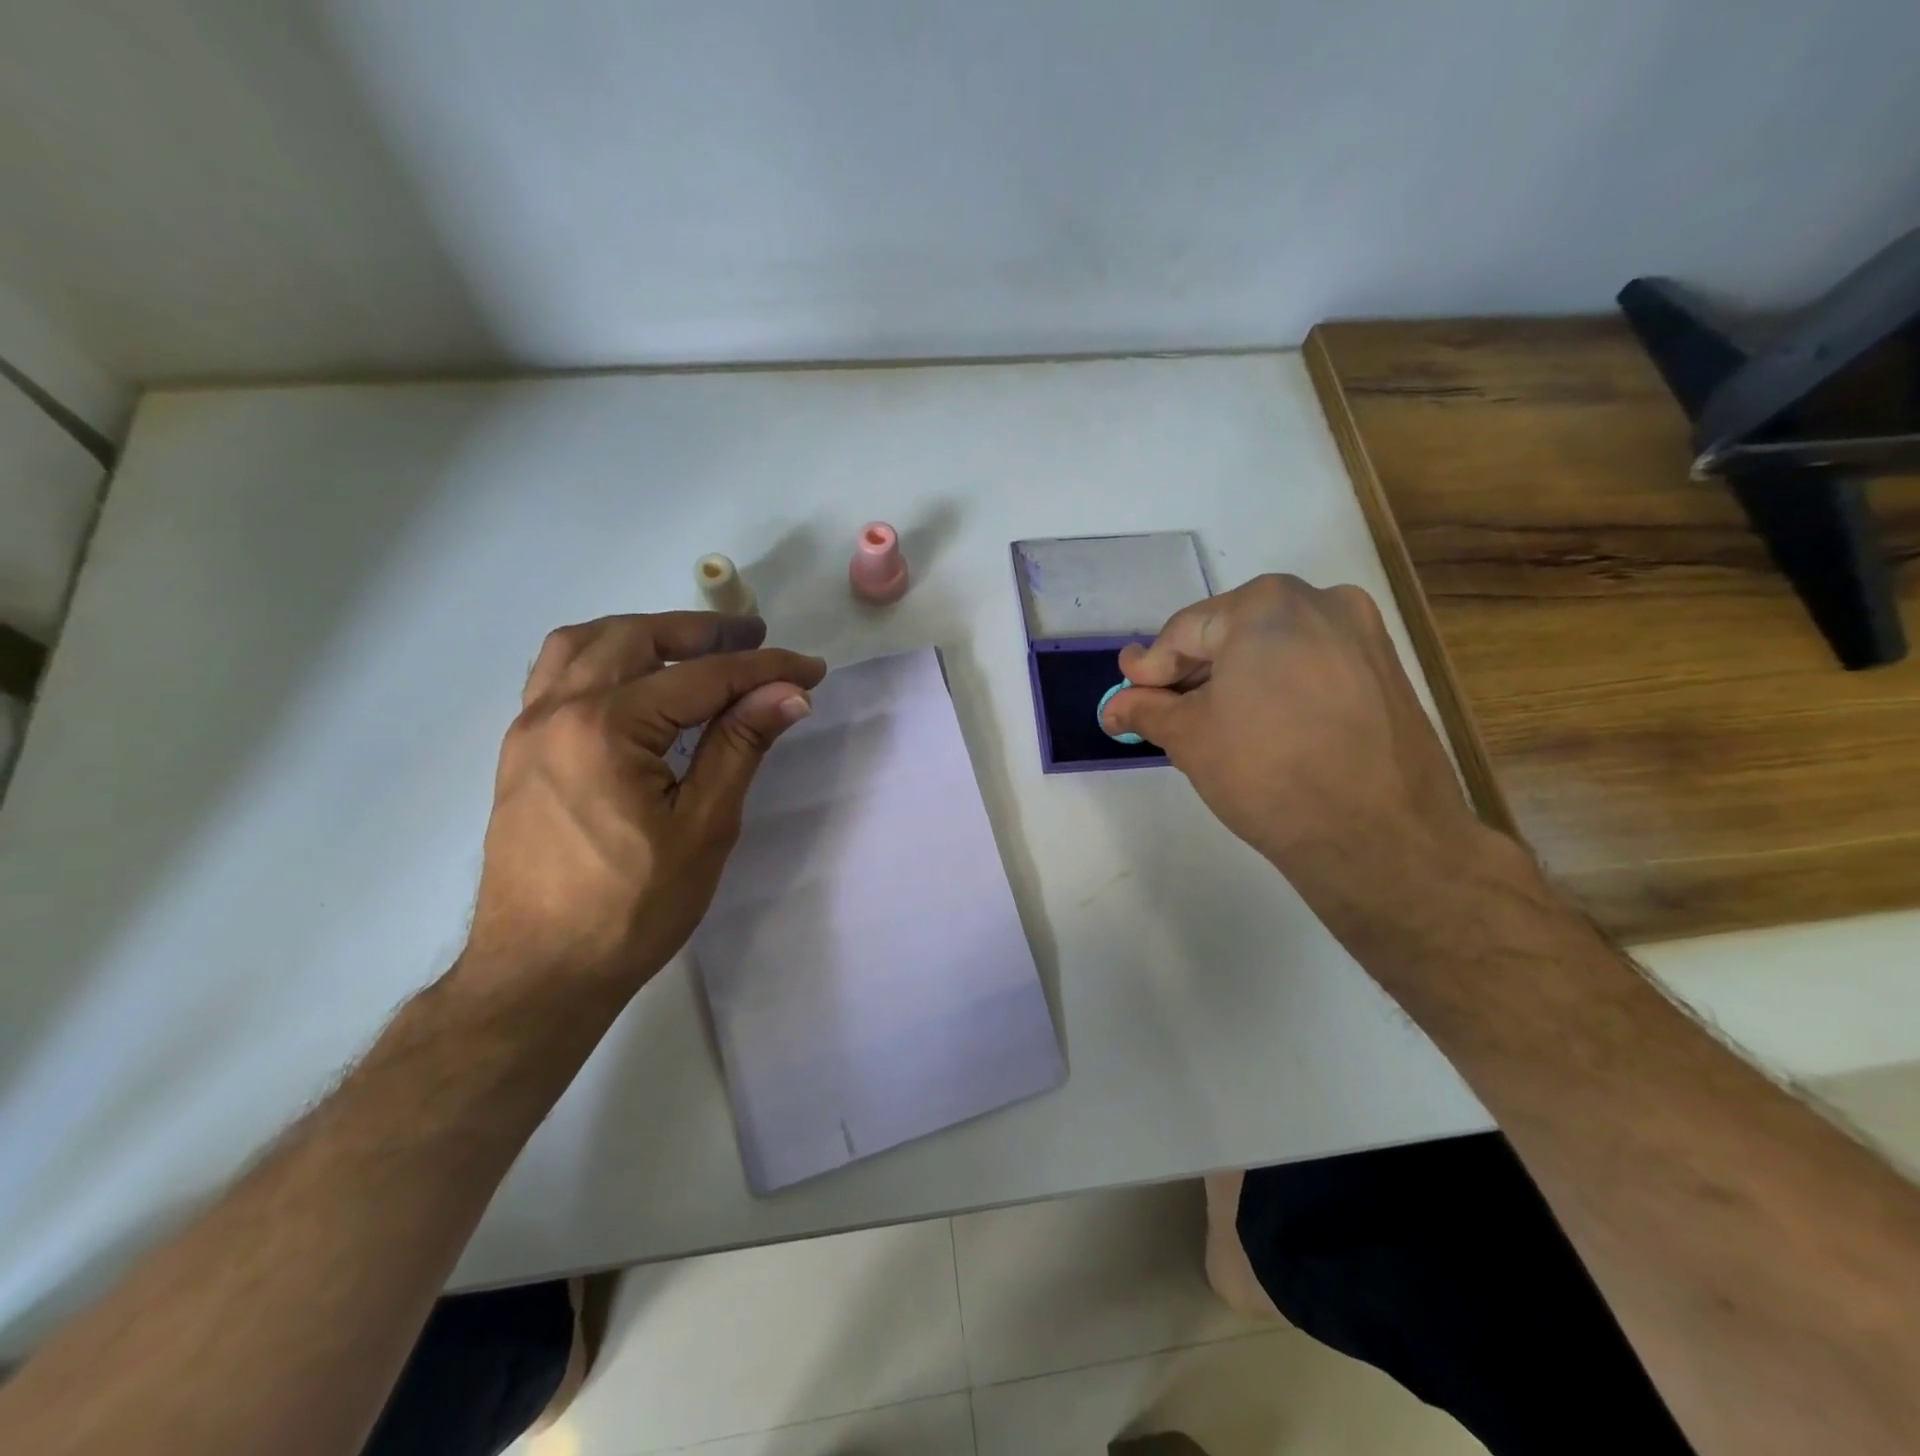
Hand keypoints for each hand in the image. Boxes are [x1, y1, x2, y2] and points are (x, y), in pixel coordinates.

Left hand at [466, 612, 825, 993]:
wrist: (539, 974)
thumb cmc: (631, 908)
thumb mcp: (703, 827)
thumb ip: (741, 746)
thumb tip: (789, 694)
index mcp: (606, 728)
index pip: (701, 677)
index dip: (764, 669)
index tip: (810, 668)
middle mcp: (557, 710)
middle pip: (635, 638)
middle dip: (702, 633)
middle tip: (753, 641)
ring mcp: (529, 728)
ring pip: (585, 645)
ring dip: (645, 634)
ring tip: (693, 648)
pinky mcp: (521, 751)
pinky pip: (559, 675)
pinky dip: (605, 659)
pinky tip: (638, 684)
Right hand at [1101, 574, 1490, 912]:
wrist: (1379, 836)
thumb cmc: (1266, 772)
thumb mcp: (1189, 737)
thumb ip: (1146, 710)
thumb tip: (1112, 706)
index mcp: (1266, 604)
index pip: (1184, 632)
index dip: (1151, 668)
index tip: (1130, 697)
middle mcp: (1321, 601)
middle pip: (1232, 632)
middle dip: (1194, 672)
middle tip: (1166, 711)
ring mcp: (1363, 635)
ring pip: (1275, 648)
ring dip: (1236, 679)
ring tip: (1213, 724)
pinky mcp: (1388, 671)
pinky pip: (1313, 666)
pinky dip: (1279, 687)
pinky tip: (1263, 727)